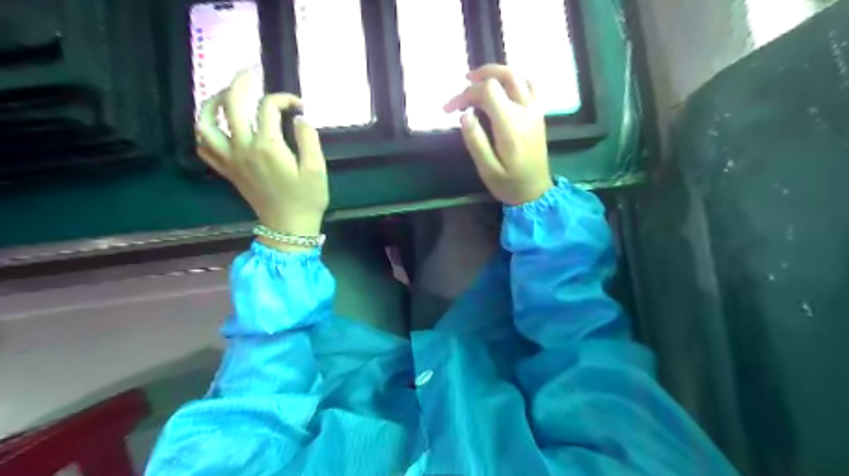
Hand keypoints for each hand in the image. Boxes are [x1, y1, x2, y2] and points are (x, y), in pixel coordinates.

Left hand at [196, 70, 327, 251]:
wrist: (289, 227)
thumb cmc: (307, 199)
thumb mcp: (317, 169)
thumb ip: (309, 139)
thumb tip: (299, 118)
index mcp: (267, 146)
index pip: (268, 107)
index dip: (284, 98)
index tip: (299, 104)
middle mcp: (243, 148)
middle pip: (231, 104)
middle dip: (240, 82)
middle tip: (250, 72)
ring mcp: (231, 160)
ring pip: (207, 123)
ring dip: (212, 103)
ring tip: (224, 94)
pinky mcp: (228, 171)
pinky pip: (204, 147)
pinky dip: (204, 131)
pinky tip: (216, 125)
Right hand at [441, 64, 553, 204]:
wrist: (536, 193)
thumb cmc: (509, 184)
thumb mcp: (487, 170)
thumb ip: (475, 141)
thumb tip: (464, 115)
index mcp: (510, 125)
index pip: (487, 91)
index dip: (465, 94)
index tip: (449, 109)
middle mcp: (525, 112)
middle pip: (504, 75)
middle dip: (480, 76)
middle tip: (463, 84)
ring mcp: (535, 111)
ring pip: (519, 76)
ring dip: (498, 72)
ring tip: (480, 80)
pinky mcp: (539, 114)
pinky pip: (531, 85)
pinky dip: (515, 79)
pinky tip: (503, 87)